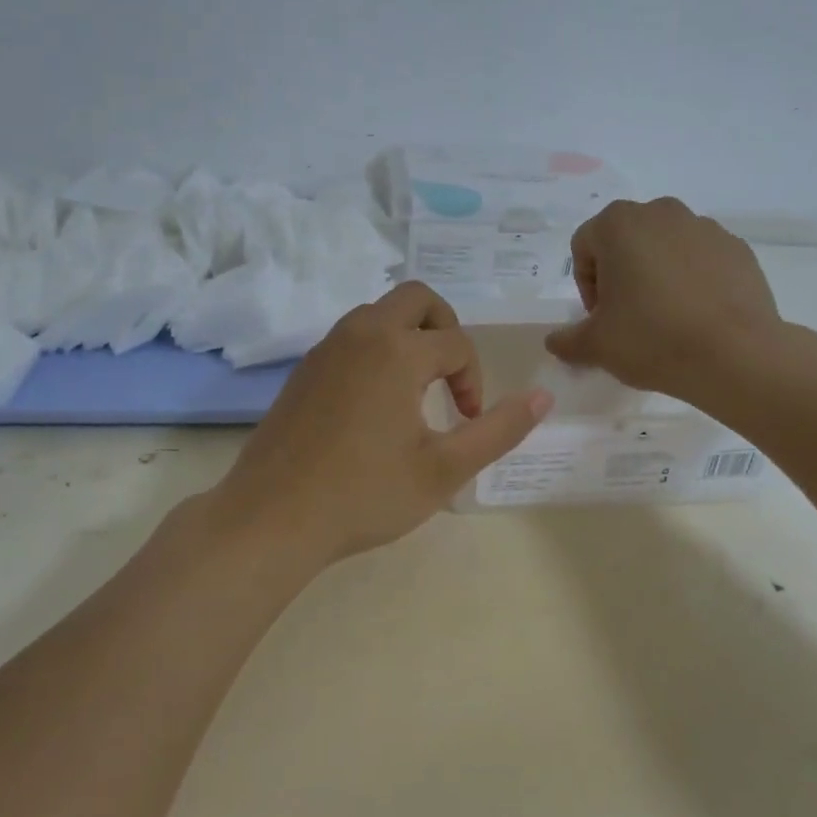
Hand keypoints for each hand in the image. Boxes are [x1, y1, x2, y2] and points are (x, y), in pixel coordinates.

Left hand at [214, 282, 551, 571]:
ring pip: (378, 314)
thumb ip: (498, 429)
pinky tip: (375, 403)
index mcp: (397, 351)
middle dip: (445, 328)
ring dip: (409, 337)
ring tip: (417, 390)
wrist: (272, 518)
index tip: (466, 422)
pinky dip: (376, 350)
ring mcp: (325, 348)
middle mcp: (360, 334)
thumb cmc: (364, 495)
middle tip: (451, 376)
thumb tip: (543, 397)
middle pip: (416, 299)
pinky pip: (351, 337)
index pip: (456, 344)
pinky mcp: (304, 369)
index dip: (474, 381)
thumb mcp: (444, 469)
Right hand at [545, 198, 783, 401]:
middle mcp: (661, 213)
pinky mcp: (737, 248)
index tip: (600, 318)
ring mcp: (704, 227)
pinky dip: (693, 280)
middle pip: (626, 241)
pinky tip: (697, 317)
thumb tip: (554, 342)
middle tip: (628, 316)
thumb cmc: (651, 339)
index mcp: (618, 224)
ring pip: (665, 247)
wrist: (735, 355)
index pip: (584, 247)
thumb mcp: (595, 346)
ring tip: (665, 318)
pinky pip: (701, 259)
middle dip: (621, 274)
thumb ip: (567, 340)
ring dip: (657, 274)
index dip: (586, 285)